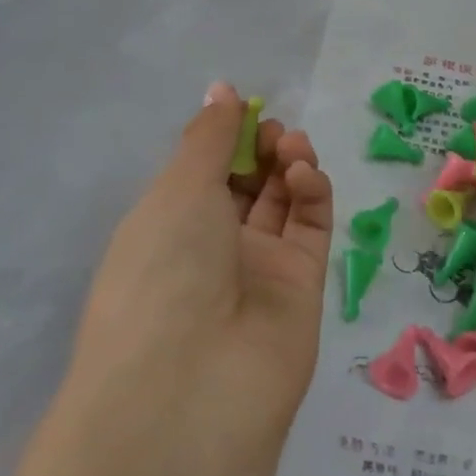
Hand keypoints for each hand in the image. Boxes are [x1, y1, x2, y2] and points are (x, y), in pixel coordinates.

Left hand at [67, 81, 332, 427]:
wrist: (190, 385)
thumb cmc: (163, 269)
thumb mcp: (177, 189)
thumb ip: (208, 136)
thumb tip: (221, 90)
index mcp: (167, 226)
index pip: (203, 172)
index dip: (225, 138)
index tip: (244, 109)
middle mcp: (211, 247)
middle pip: (246, 183)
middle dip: (261, 147)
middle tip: (272, 131)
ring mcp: (258, 268)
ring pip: (282, 201)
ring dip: (290, 163)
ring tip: (291, 147)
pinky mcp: (302, 285)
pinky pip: (310, 227)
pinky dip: (312, 191)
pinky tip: (304, 173)